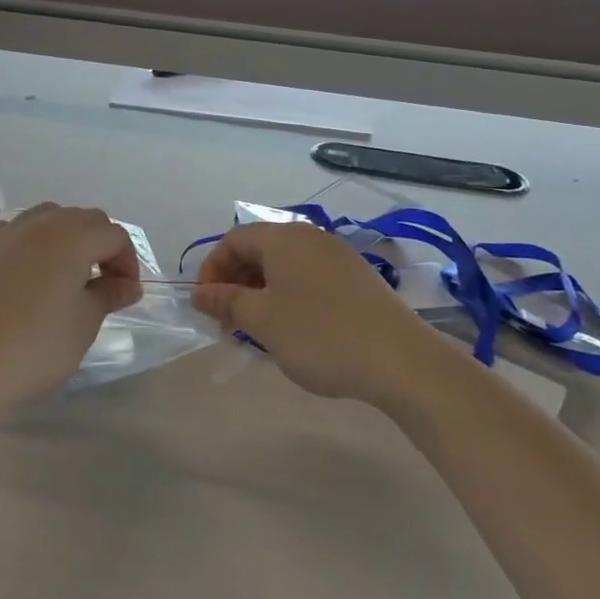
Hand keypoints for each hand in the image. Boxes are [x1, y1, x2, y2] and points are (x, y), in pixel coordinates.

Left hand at [0, 204, 142, 418]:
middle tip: (103, 284)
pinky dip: (32, 245)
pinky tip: (28, 275)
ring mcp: (4, 233)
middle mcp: (39, 223)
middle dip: (100, 246)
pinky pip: (16, 232)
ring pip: (47, 219)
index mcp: (71, 237)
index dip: (127, 262)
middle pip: (82, 219)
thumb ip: (107, 295)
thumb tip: (127, 285)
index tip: (125, 294)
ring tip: (67, 277)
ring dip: (66, 240)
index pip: (113, 235)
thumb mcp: (82, 325)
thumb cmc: (33, 348)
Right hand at [191, 222, 453, 406]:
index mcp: (283, 238)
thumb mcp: (262, 320)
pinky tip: (291, 330)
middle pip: (258, 250)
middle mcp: (310, 237)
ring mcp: (336, 256)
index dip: (211, 270)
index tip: (205, 306)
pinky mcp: (356, 279)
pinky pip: (308, 278)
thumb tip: (198, 293)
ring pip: (283, 267)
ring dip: (260, 293)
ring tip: (256, 331)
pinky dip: (288, 297)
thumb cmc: (320, 335)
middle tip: (228, 322)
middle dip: (235, 283)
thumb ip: (226, 301)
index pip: (233, 239)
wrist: (401, 360)